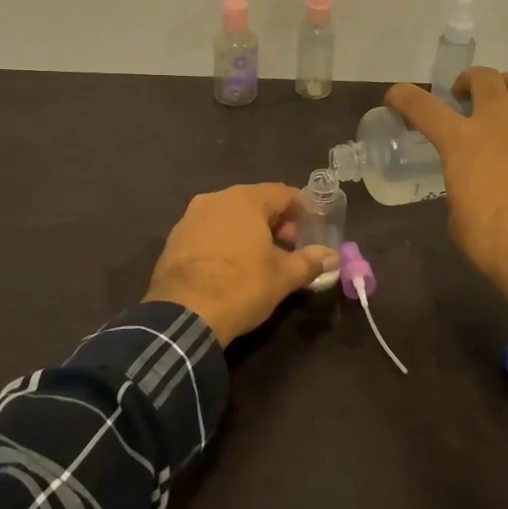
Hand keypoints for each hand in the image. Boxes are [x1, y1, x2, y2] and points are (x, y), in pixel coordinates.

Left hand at [144, 184, 339, 345]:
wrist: (183, 315)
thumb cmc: (241, 287)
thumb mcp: (283, 277)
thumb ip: (310, 261)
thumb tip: (333, 256)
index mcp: (245, 199)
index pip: (283, 193)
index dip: (302, 209)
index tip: (313, 226)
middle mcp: (216, 199)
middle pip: (255, 202)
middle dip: (276, 221)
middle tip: (291, 244)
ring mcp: (191, 217)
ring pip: (229, 215)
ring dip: (249, 230)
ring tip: (262, 257)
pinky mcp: (175, 238)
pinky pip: (209, 231)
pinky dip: (225, 240)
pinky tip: (232, 264)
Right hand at [386, 69, 507, 300]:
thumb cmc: (489, 241)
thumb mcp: (456, 213)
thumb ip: (460, 185)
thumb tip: (470, 186)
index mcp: (462, 142)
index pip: (423, 106)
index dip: (404, 96)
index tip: (397, 96)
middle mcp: (499, 125)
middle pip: (485, 78)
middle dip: (471, 80)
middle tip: (465, 94)